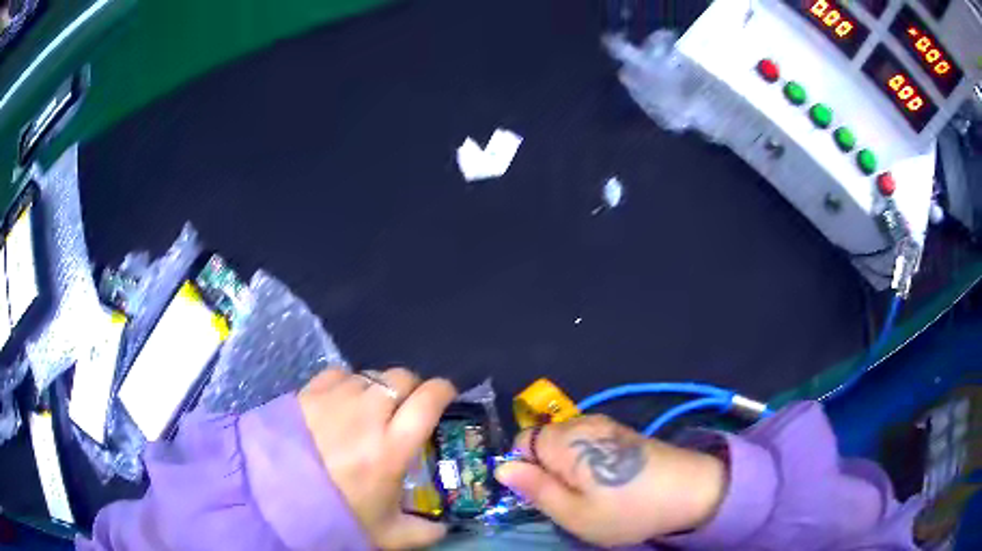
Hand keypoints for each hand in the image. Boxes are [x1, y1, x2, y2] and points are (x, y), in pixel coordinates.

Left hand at [298, 368, 456, 549]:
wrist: (275, 499)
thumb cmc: (336, 515)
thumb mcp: (386, 534)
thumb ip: (423, 532)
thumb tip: (443, 527)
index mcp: (392, 447)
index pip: (429, 400)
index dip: (443, 391)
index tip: (446, 396)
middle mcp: (367, 414)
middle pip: (401, 377)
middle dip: (411, 388)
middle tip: (406, 407)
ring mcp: (335, 398)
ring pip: (370, 374)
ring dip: (378, 387)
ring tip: (370, 408)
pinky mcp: (309, 392)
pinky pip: (339, 373)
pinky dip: (348, 382)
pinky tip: (341, 402)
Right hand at [494, 415, 726, 546]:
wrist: (691, 491)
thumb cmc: (628, 509)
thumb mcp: (574, 513)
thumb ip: (535, 489)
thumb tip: (501, 468)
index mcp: (567, 440)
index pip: (521, 442)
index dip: (525, 469)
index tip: (544, 495)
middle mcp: (584, 423)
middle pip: (544, 441)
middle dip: (547, 469)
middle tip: (570, 499)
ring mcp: (606, 425)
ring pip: (566, 444)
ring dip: (568, 468)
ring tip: (592, 493)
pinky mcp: (622, 432)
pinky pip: (588, 443)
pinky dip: (588, 462)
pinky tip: (610, 481)